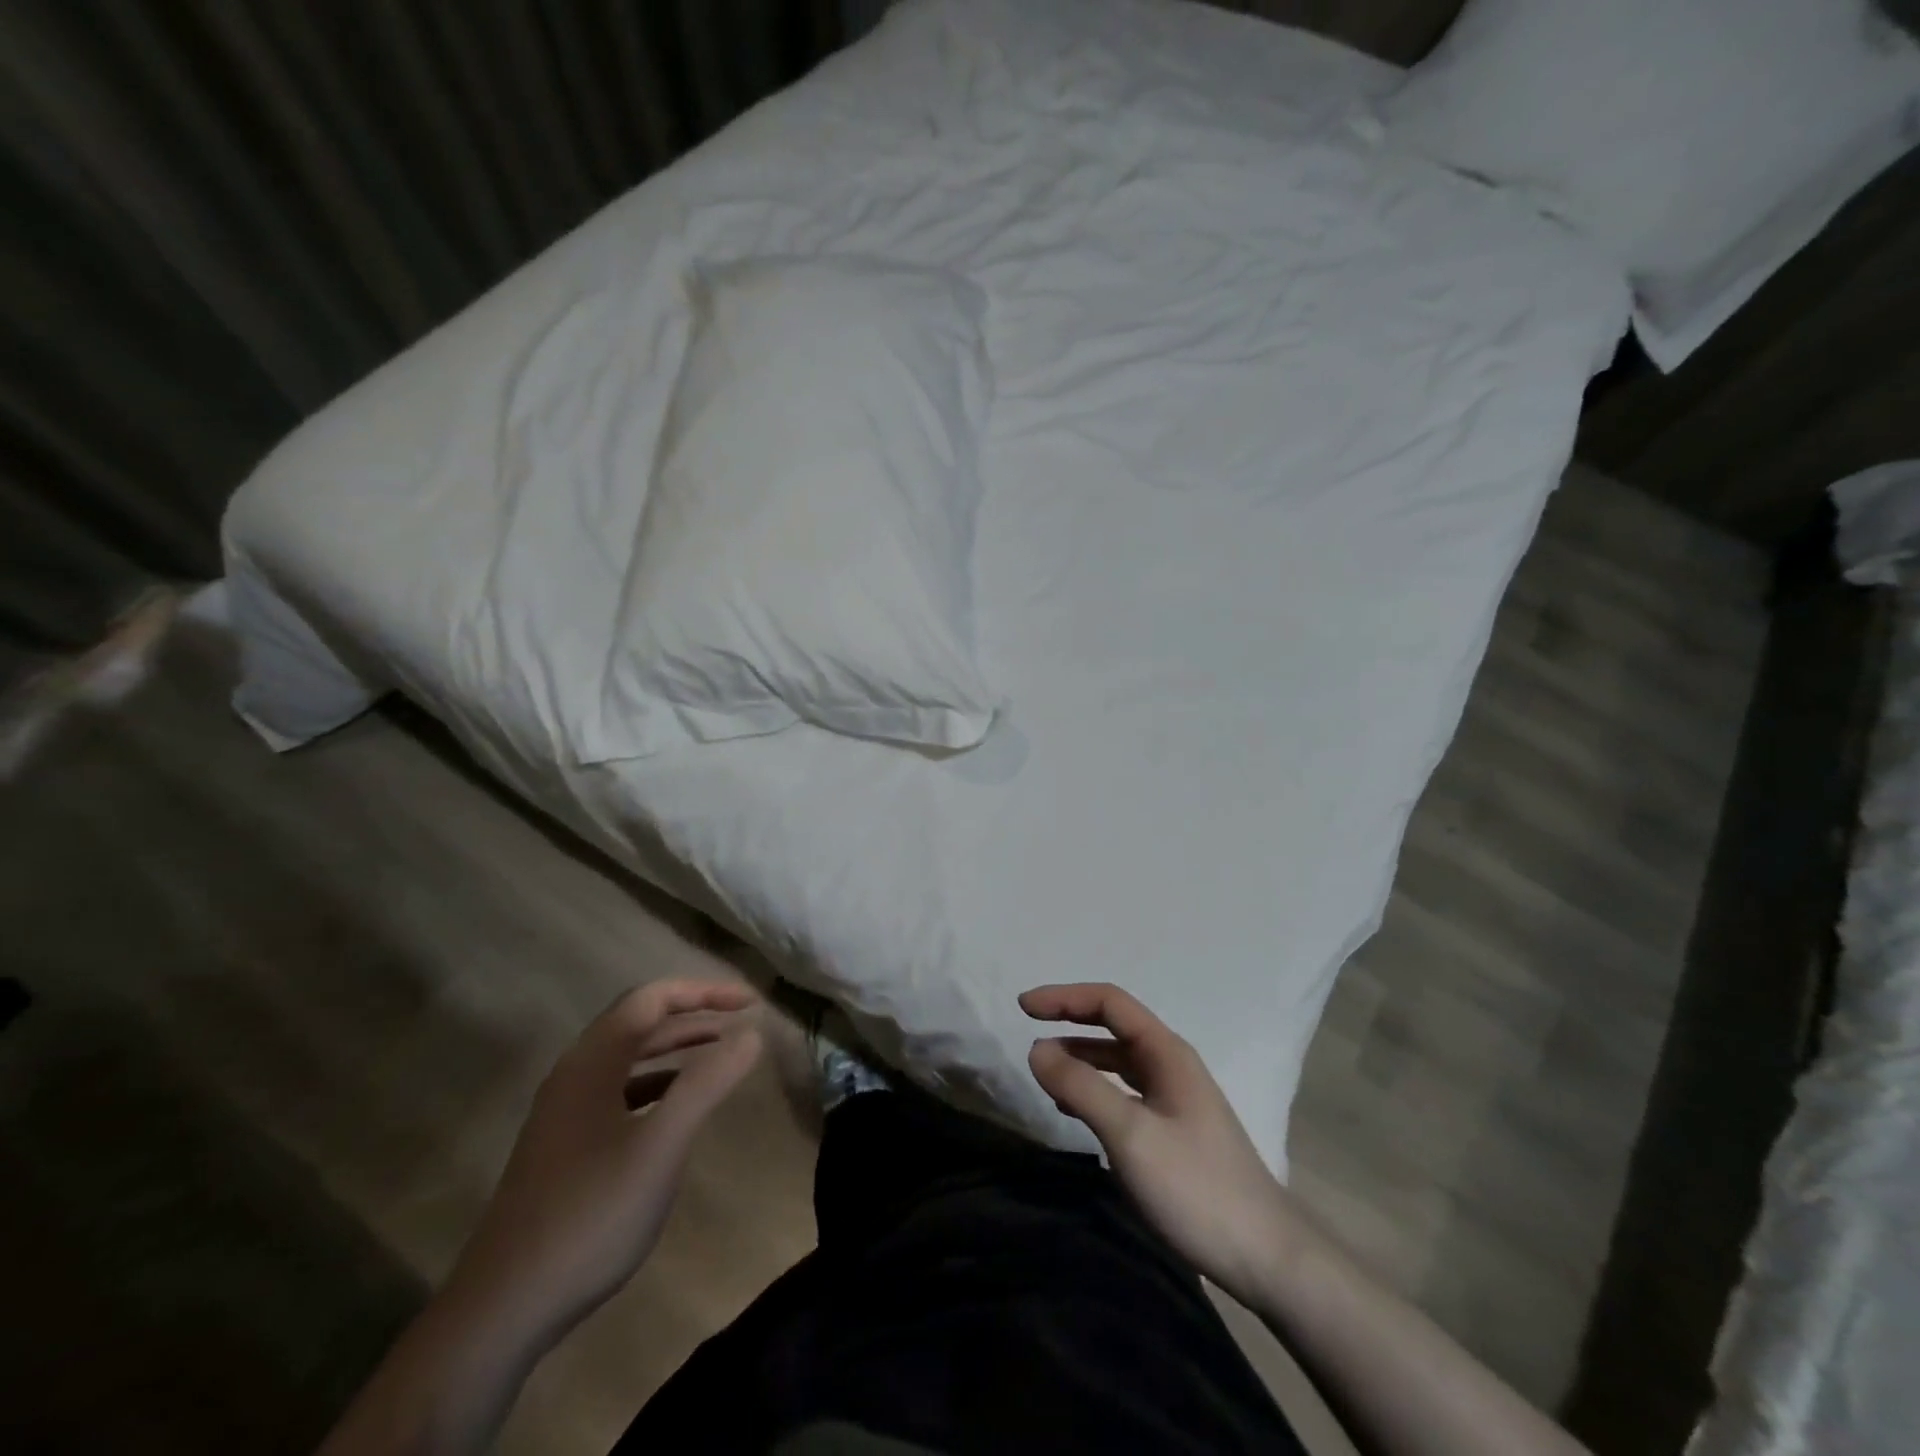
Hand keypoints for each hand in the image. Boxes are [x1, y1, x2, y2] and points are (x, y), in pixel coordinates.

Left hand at [447, 979, 763, 1349]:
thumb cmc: (591, 1214)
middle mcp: (574, 1076)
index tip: (750, 1004)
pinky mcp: (564, 1147)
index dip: (704, 992)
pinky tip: (679, 1109)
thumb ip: (708, 1083)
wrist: (503, 1309)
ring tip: (720, 1056)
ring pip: (629, 1059)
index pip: (652, 999)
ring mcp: (565, 1113)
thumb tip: (752, 1035)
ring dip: (676, 1048)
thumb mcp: (661, 1145)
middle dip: (693, 1015)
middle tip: (741, 1022)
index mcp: (592, 1062)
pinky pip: (620, 1092)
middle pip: (639, 1022)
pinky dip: (657, 1084)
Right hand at [1022, 982, 1303, 1307]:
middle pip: (1114, 1026)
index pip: (1109, 1002)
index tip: (1023, 1007)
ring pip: (1118, 1061)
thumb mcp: (1130, 1135)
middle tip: (1028, 1028)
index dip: (1064, 997)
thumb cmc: (1196, 1187)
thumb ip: (1081, 1087)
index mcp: (1166, 1052)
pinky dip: (1094, 1089)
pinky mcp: (1174, 1130)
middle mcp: (1171, 1064)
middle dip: (1070, 1020)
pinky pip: (1125, 1092)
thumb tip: (1037, 1049)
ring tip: (1045, 1071)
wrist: (1267, 1257)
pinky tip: (1075, 1111)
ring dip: (1080, 1057)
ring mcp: (1175, 1098)